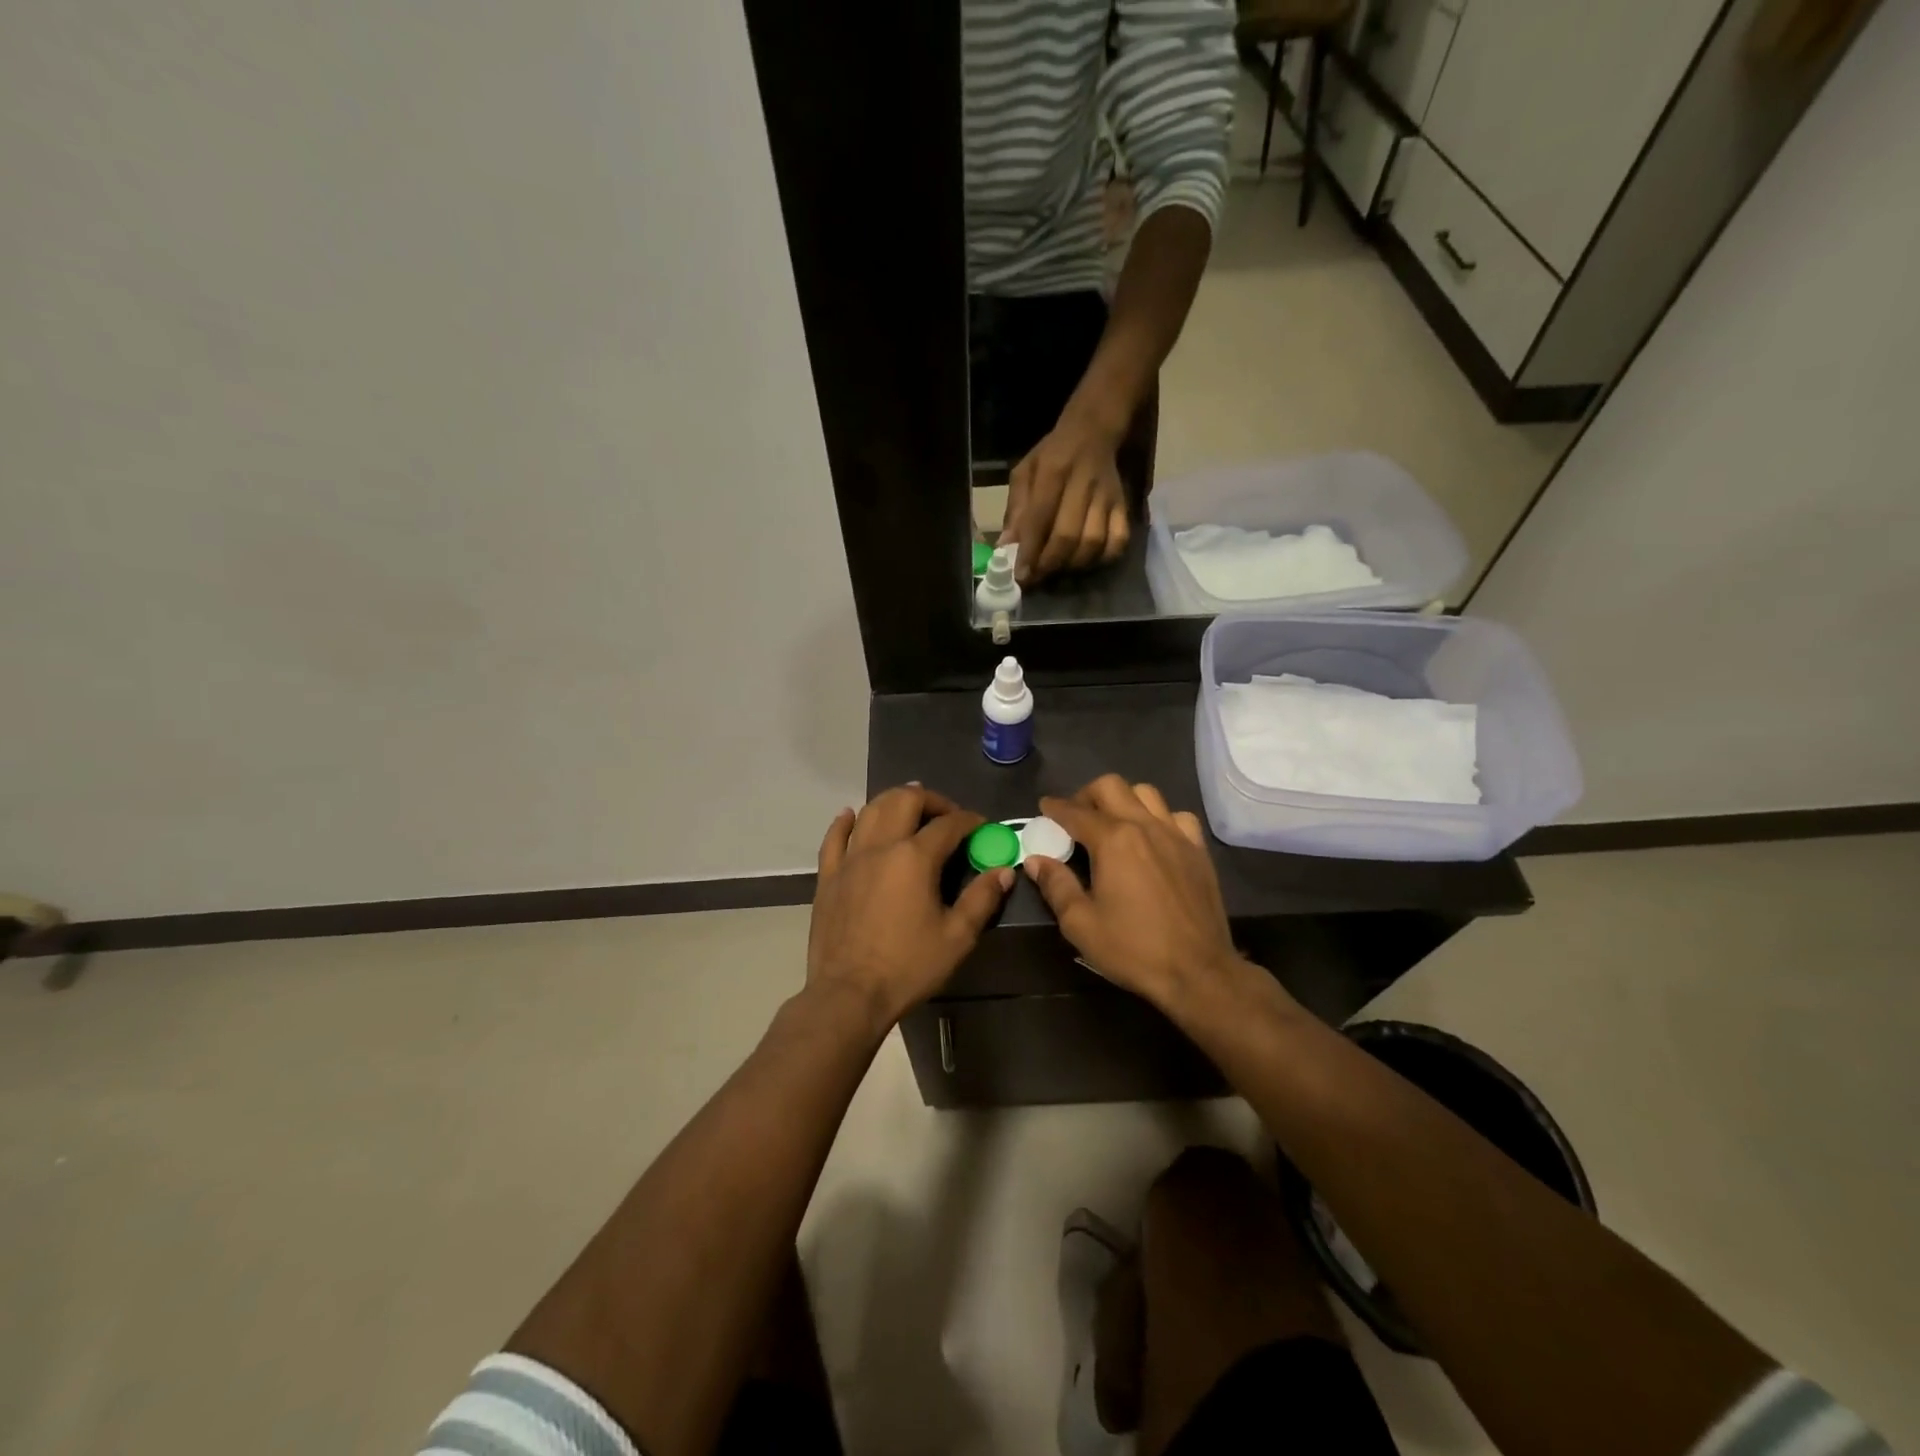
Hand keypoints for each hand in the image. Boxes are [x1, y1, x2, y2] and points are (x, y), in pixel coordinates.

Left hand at [807, 785, 1012, 1031]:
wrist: (849, 995)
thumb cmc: (908, 967)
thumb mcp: (957, 937)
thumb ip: (981, 899)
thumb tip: (1003, 871)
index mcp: (915, 858)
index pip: (948, 824)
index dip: (969, 820)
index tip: (982, 826)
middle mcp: (881, 847)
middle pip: (905, 800)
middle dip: (931, 800)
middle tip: (946, 815)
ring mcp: (850, 859)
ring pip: (870, 810)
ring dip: (893, 801)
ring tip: (909, 809)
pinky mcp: (828, 877)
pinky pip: (834, 838)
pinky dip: (844, 822)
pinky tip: (850, 815)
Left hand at [1001, 406, 1130, 585]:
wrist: (1094, 432)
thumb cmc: (1052, 455)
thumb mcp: (1025, 472)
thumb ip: (1015, 509)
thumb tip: (1005, 546)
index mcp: (1053, 471)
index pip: (1040, 517)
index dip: (1029, 551)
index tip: (1020, 575)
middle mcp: (1083, 484)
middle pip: (1068, 536)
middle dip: (1049, 564)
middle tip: (1036, 578)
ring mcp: (1107, 497)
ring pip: (1093, 542)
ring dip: (1072, 565)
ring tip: (1057, 570)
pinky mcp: (1124, 506)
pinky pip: (1118, 541)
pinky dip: (1102, 559)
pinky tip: (1085, 561)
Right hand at [1023, 775, 1241, 1011]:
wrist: (1198, 971)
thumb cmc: (1133, 948)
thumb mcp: (1080, 923)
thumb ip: (1056, 885)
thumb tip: (1035, 860)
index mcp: (1112, 840)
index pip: (1075, 812)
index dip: (1055, 808)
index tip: (1044, 807)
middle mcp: (1144, 825)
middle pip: (1111, 787)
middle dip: (1086, 795)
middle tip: (1076, 817)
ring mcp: (1176, 834)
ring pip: (1146, 793)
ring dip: (1123, 800)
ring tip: (1113, 823)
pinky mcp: (1198, 849)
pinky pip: (1177, 816)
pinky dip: (1159, 818)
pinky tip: (1153, 838)